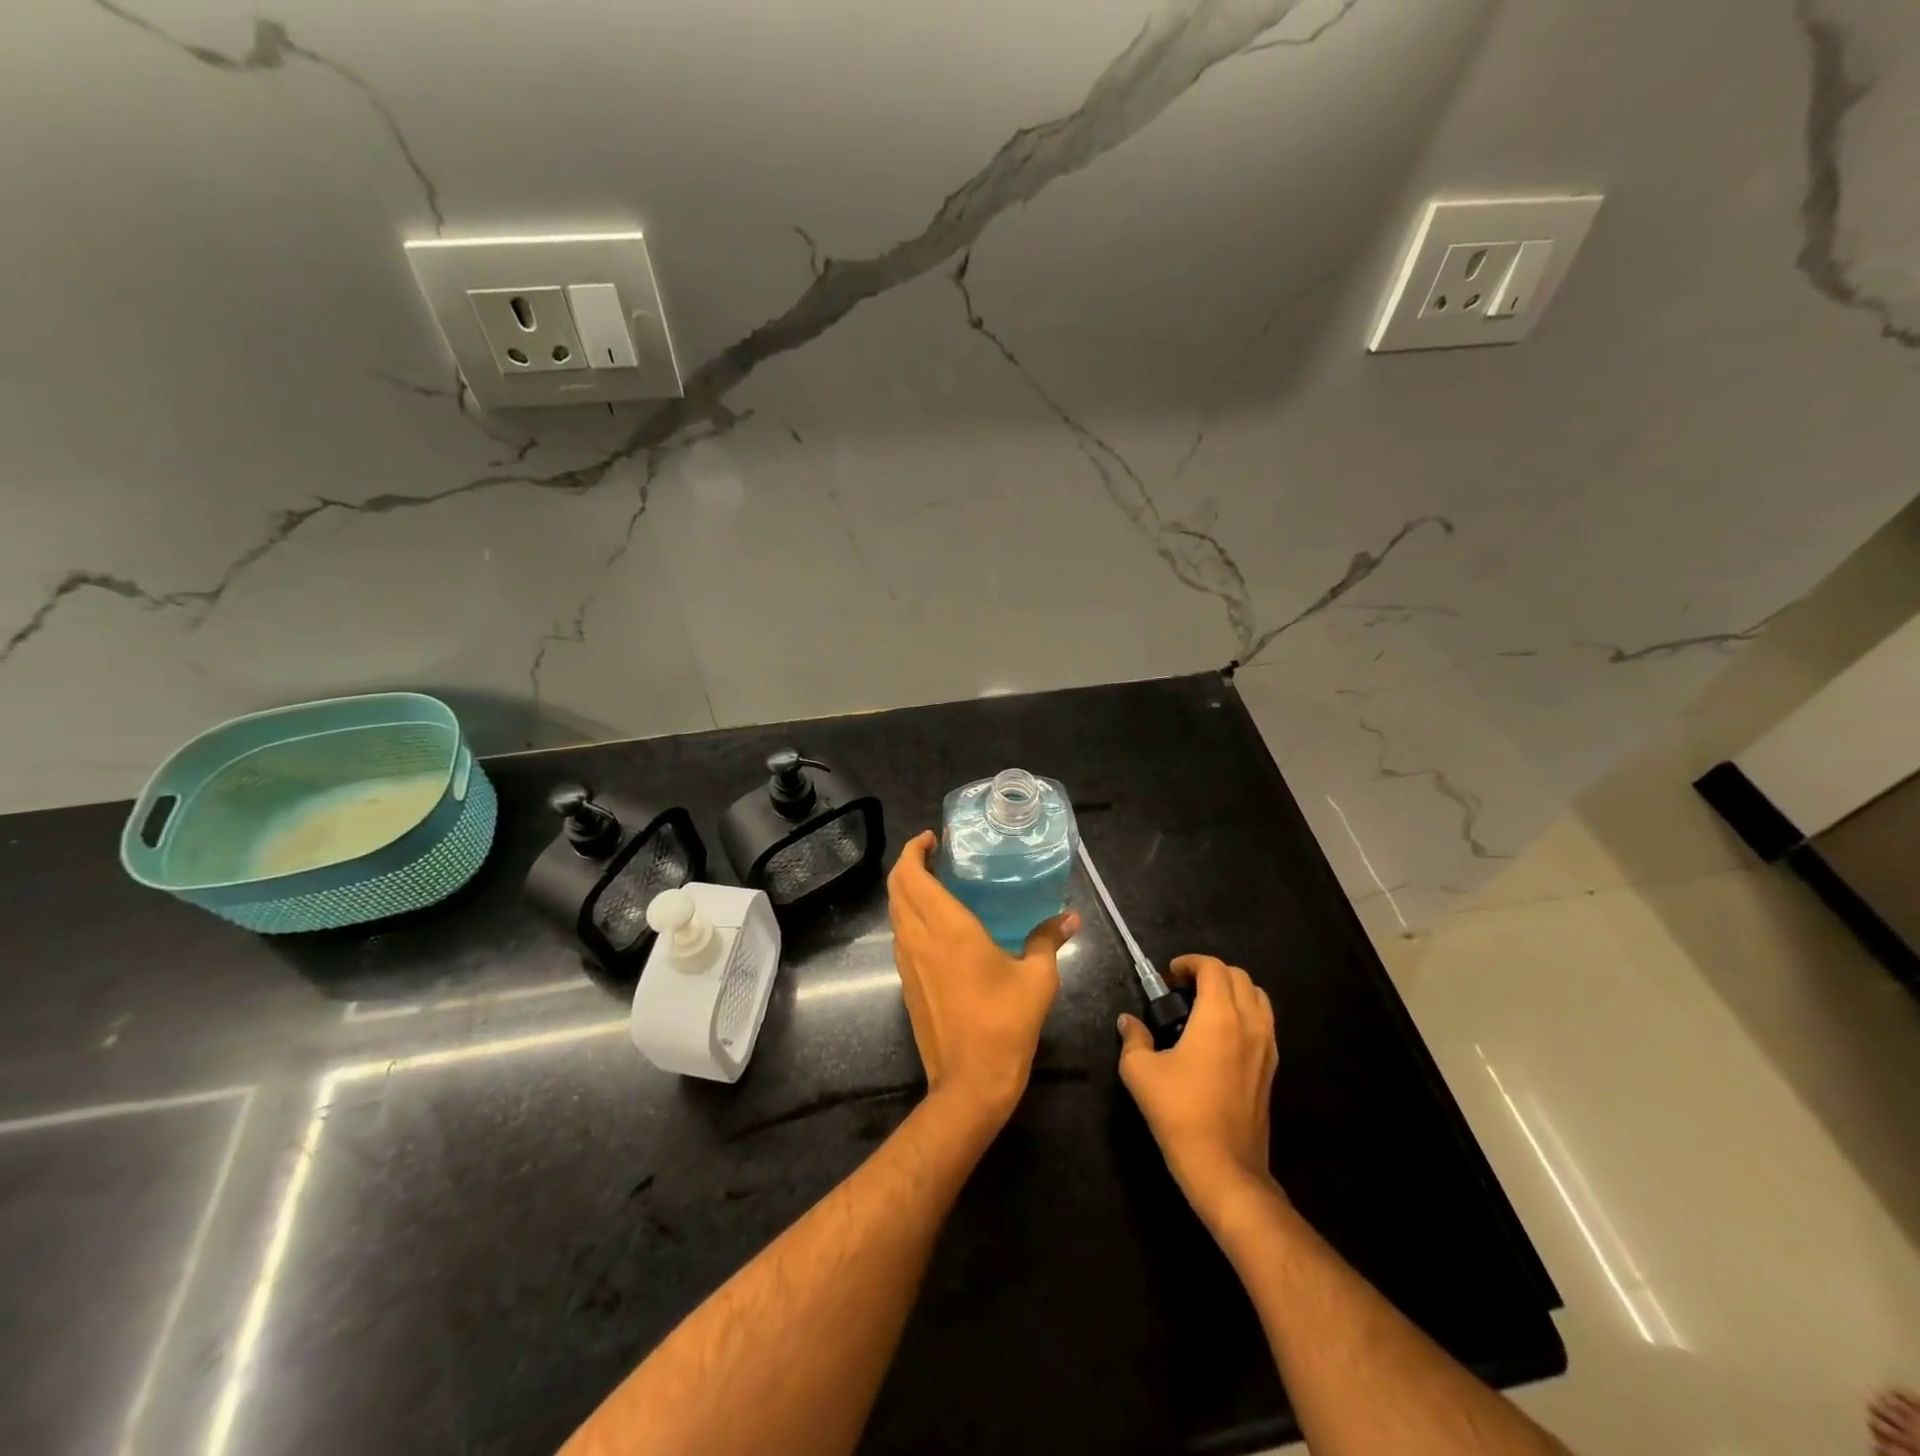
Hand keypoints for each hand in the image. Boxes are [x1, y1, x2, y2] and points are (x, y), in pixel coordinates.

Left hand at [887, 830, 1078, 1126]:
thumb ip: (1048, 941)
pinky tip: (936, 924)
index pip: (911, 875)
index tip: (932, 838)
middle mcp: (919, 938)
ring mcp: (907, 962)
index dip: (913, 850)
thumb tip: (1070, 918)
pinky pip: (900, 935)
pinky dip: (909, 916)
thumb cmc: (1005, 1024)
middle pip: (896, 888)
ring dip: (905, 890)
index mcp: (947, 928)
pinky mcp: (906, 983)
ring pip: (894, 912)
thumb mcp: (1037, 979)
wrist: (970, 1082)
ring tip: (935, 882)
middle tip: (934, 854)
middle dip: (907, 863)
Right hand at [1117, 954, 1279, 1225]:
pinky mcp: (1272, 1068)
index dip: (1190, 962)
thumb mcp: (1140, 1072)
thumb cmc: (1180, 1112)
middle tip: (1184, 988)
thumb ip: (1133, 1038)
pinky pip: (1265, 1023)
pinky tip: (1221, 1035)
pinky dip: (1245, 1013)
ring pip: (1258, 997)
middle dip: (1211, 972)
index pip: (1214, 968)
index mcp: (1219, 1017)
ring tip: (1205, 1006)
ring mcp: (1267, 1047)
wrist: (1224, 1167)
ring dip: (1233, 990)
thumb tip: (1128, 1021)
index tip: (1170, 975)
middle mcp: (1249, 1024)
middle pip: (1239, 976)